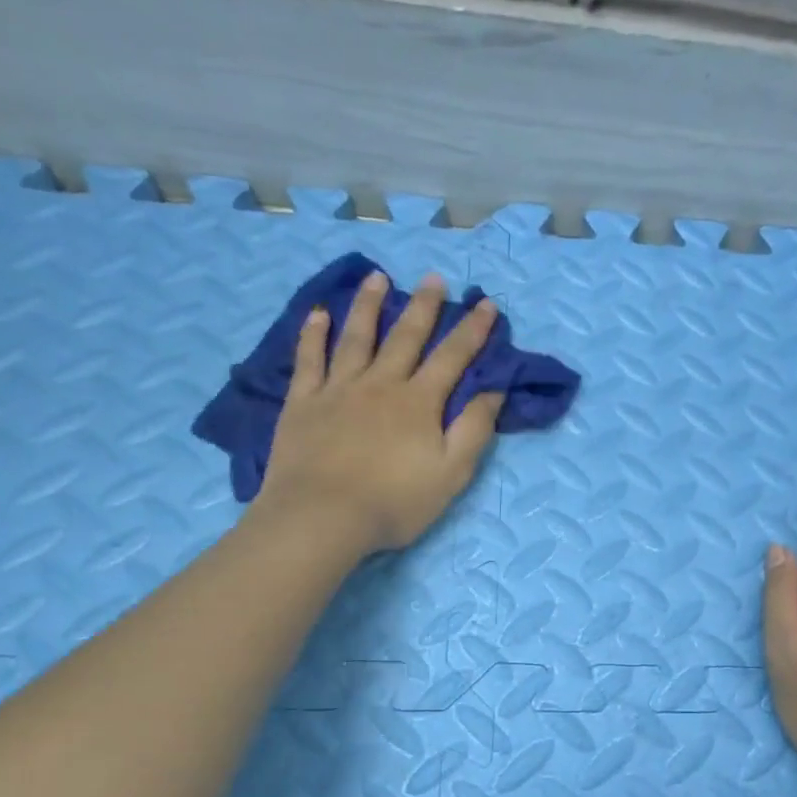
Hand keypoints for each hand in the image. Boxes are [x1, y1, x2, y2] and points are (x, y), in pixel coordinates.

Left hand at [251, 271, 503, 553]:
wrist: (322, 517)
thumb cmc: (394, 502)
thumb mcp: (451, 473)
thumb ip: (474, 429)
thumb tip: (493, 390)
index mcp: (419, 402)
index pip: (453, 357)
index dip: (472, 330)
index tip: (486, 304)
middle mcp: (381, 384)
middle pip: (406, 337)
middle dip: (424, 306)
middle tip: (434, 278)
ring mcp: (338, 389)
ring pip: (356, 337)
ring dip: (369, 305)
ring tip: (378, 278)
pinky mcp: (303, 403)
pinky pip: (309, 360)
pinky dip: (313, 335)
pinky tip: (318, 315)